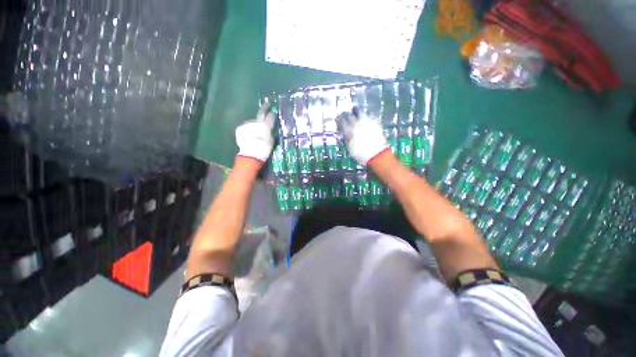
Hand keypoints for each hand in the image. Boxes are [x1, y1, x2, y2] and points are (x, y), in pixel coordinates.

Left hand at [235, 105, 274, 162]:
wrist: (251, 154)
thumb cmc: (264, 149)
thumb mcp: (271, 140)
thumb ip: (270, 131)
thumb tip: (269, 127)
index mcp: (265, 125)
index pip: (269, 115)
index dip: (271, 112)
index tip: (271, 109)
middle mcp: (256, 122)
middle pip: (260, 115)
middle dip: (263, 111)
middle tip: (266, 107)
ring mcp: (247, 124)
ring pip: (252, 122)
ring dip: (254, 124)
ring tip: (256, 130)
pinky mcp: (240, 128)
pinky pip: (246, 126)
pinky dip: (248, 129)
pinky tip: (250, 134)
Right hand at [340, 109, 388, 164]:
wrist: (376, 155)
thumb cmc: (360, 155)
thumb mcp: (349, 148)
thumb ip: (346, 138)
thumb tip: (343, 133)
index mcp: (349, 130)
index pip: (341, 121)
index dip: (338, 119)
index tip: (337, 119)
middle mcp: (357, 124)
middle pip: (349, 115)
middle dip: (346, 115)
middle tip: (345, 116)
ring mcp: (367, 121)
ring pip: (360, 111)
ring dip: (356, 111)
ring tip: (356, 113)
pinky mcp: (375, 122)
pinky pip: (369, 115)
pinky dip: (366, 116)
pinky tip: (366, 119)